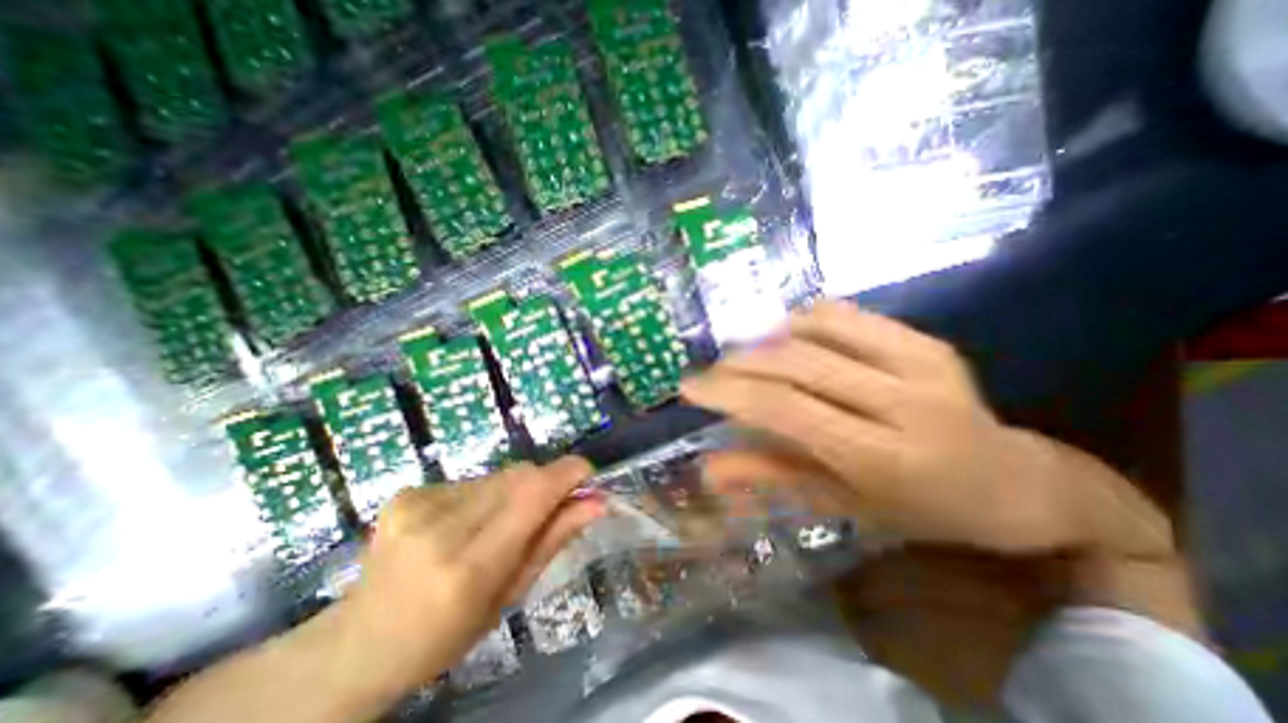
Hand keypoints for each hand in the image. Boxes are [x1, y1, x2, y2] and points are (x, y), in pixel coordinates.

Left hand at [332, 460, 600, 691]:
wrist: (360, 642)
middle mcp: (440, 528)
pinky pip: (472, 479)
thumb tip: (596, 502)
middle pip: (519, 476)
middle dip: (543, 485)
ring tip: (497, 523)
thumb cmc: (448, 633)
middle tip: (545, 510)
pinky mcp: (406, 492)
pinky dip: (484, 494)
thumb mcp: (511, 595)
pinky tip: (464, 522)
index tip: (587, 474)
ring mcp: (418, 505)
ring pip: (498, 475)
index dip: (567, 473)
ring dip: (513, 491)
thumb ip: (555, 539)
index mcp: (469, 567)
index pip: (532, 495)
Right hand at [677, 304, 1175, 557]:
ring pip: (816, 329)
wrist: (1013, 483)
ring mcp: (920, 361)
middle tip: (710, 372)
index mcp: (883, 456)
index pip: (785, 408)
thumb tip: (709, 467)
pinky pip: (844, 315)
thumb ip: (771, 475)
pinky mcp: (924, 340)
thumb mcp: (839, 503)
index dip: (729, 392)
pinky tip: (787, 341)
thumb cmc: (918, 510)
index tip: (689, 386)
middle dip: (738, 364)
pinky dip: (802, 322)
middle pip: (795, 363)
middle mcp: (902, 401)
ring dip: (765, 340)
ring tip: (744, 359)